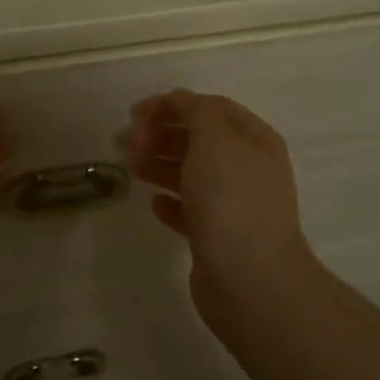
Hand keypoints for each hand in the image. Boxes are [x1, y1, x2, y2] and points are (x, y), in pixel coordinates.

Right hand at [122, 89, 315, 310]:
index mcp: (254, 140)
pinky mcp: (219, 238)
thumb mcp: (214, 138)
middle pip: (198, 139)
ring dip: (159, 164)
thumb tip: (178, 100)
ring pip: (191, 174)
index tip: (134, 114)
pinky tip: (154, 204)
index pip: (210, 108)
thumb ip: (195, 111)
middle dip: (160, 135)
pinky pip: (191, 210)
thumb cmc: (231, 199)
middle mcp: (249, 168)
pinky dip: (170, 202)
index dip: (171, 105)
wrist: (250, 279)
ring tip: (130, 168)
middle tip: (125, 143)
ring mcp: (235, 205)